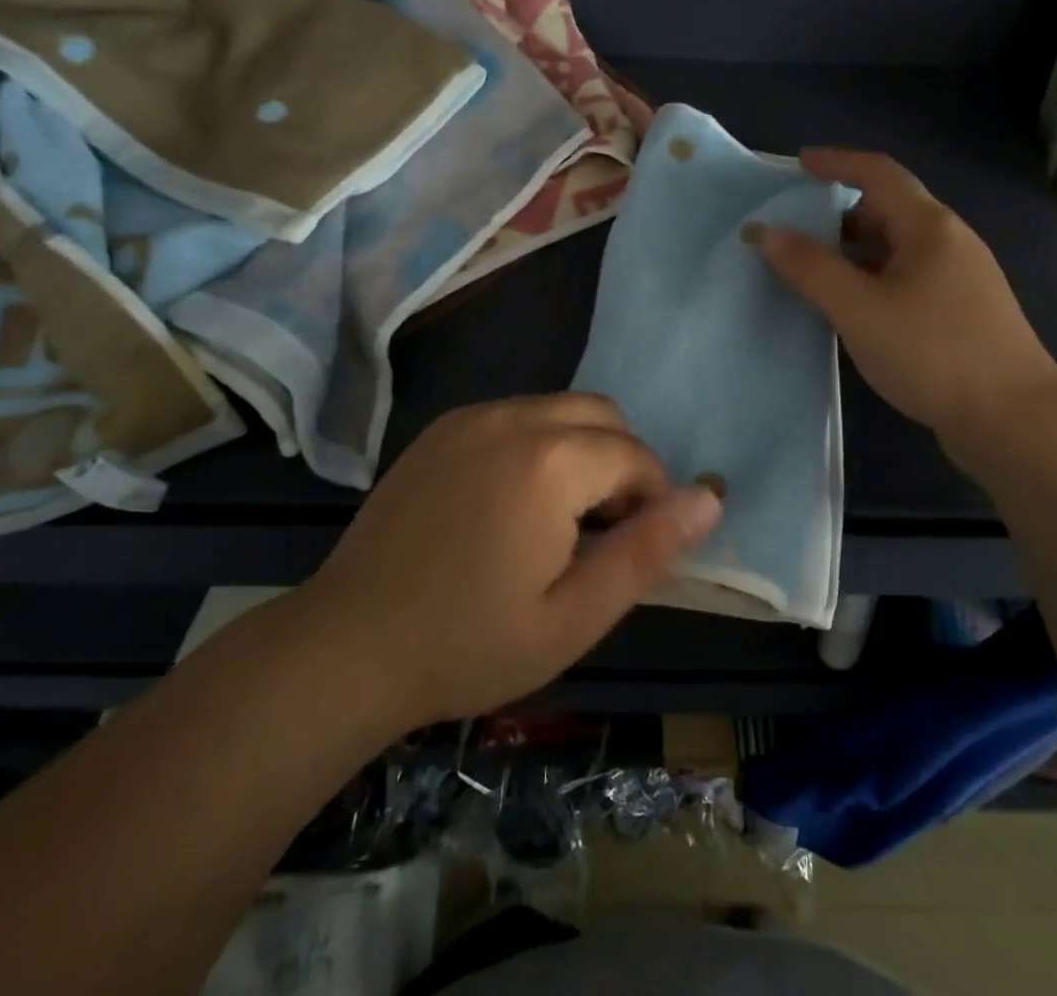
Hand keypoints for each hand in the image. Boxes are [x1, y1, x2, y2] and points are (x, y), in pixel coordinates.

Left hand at [296, 395, 720, 729]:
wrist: (346, 646)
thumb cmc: (469, 644)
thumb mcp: (574, 617)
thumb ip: (647, 551)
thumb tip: (710, 499)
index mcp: (551, 461)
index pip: (636, 456)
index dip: (651, 500)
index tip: (629, 548)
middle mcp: (514, 418)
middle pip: (604, 415)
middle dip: (621, 463)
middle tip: (599, 531)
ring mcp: (472, 417)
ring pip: (562, 409)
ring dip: (582, 449)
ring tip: (557, 518)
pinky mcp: (443, 427)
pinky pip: (517, 415)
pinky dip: (539, 443)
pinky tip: (511, 501)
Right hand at [759, 149, 1056, 456]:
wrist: (1013, 418)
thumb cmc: (932, 352)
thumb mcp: (858, 308)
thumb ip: (809, 268)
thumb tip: (766, 232)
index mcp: (928, 227)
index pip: (878, 173)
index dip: (837, 162)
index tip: (799, 163)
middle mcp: (950, 241)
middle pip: (889, 209)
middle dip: (841, 214)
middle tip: (800, 232)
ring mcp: (962, 277)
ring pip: (899, 248)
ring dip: (857, 251)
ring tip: (820, 274)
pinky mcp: (965, 311)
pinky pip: (910, 277)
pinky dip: (876, 279)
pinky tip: (858, 310)